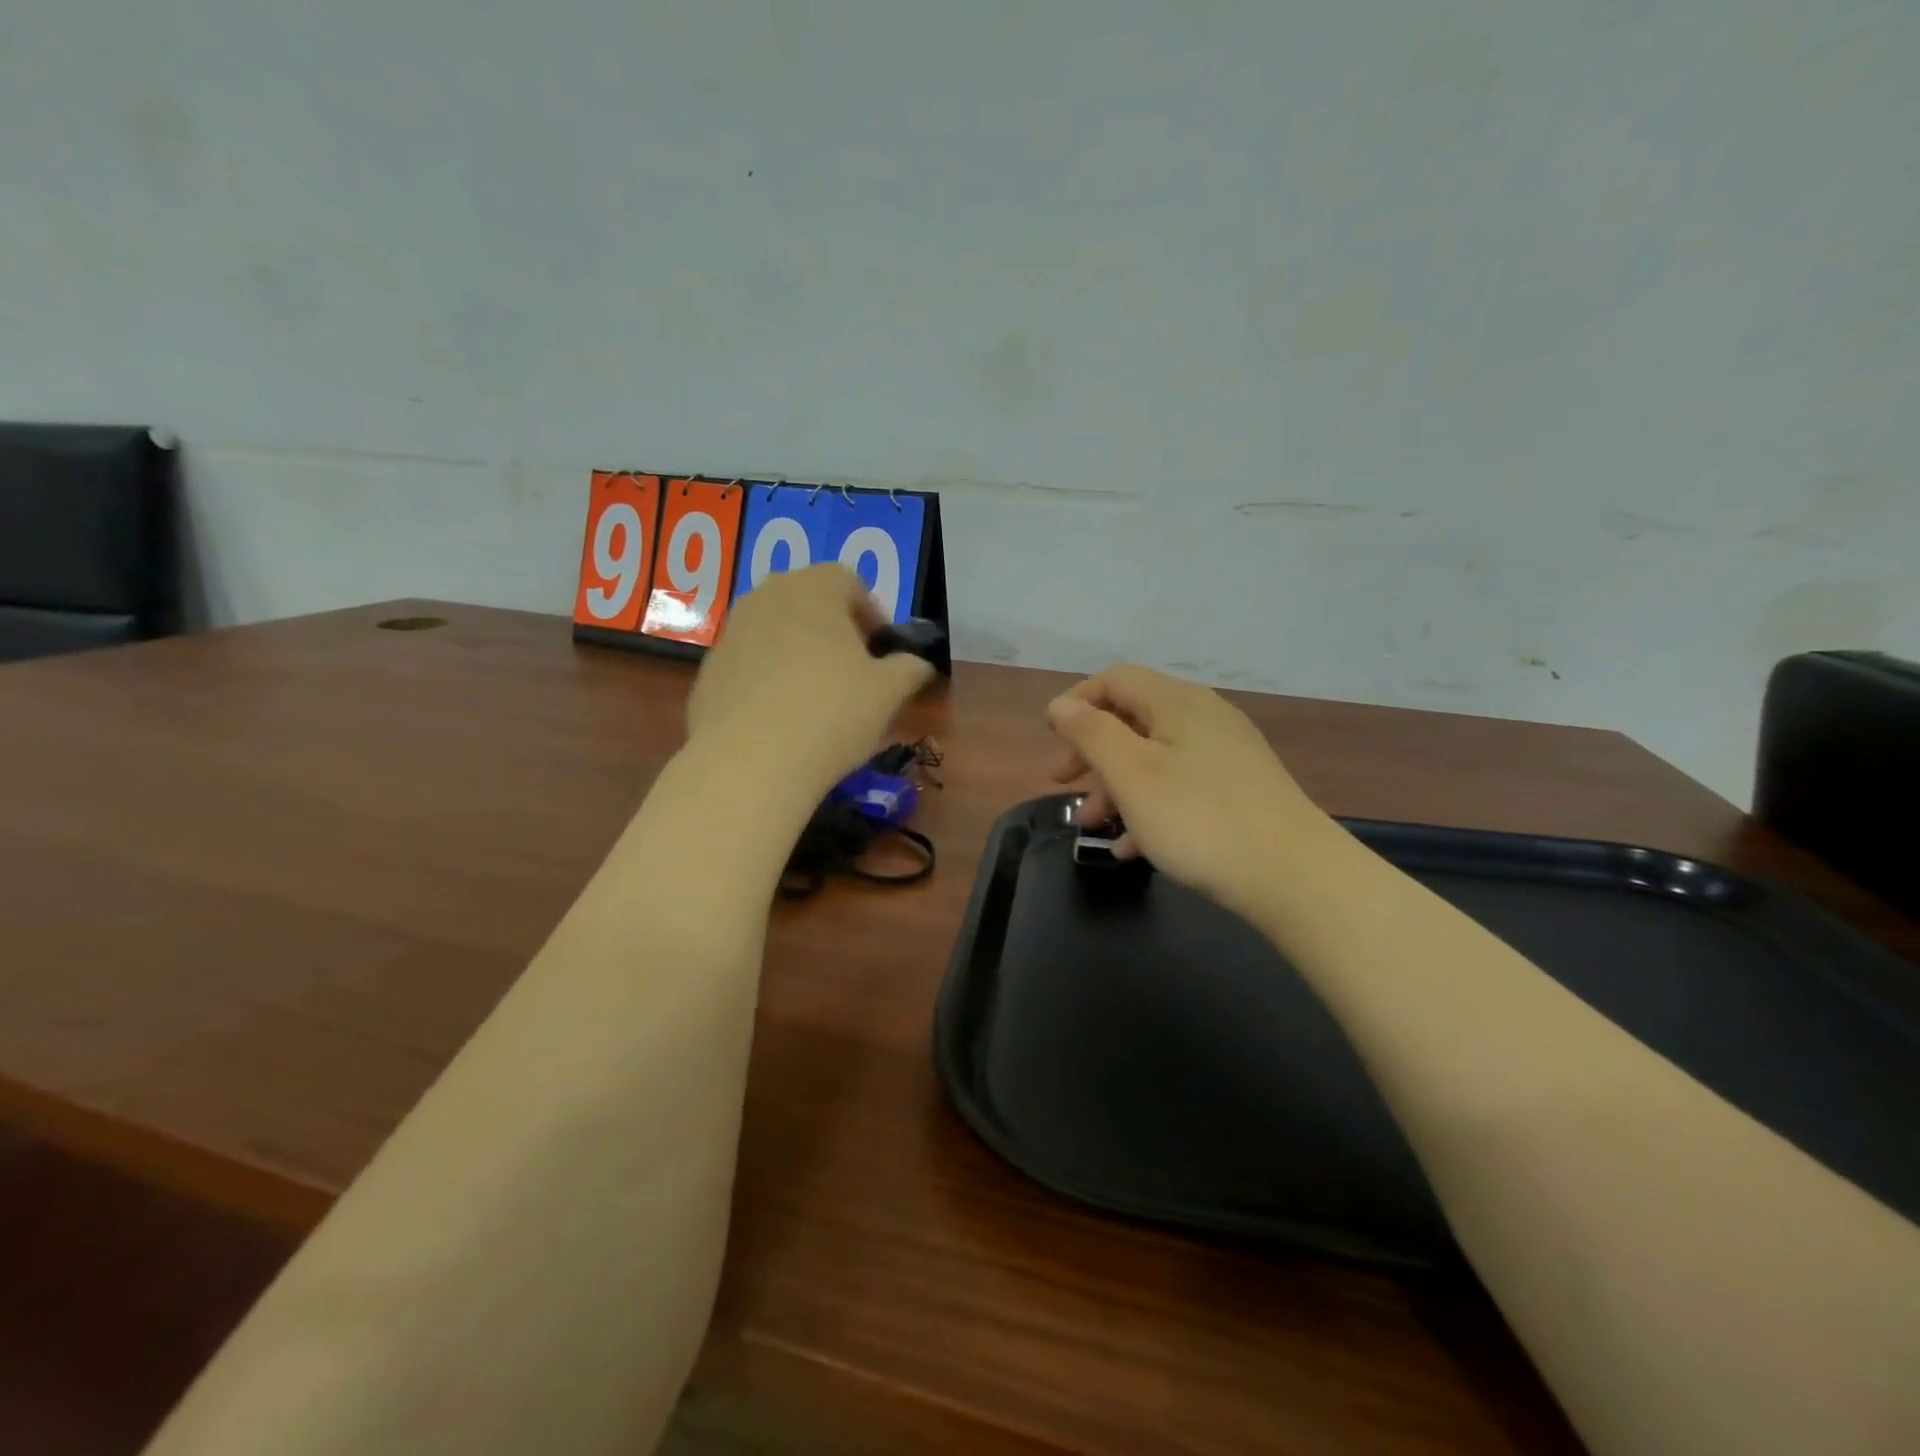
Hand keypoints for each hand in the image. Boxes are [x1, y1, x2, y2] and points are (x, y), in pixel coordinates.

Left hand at [686, 565, 933, 797]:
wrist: (749, 762)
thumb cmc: (832, 713)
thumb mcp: (888, 693)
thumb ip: (909, 669)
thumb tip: (917, 664)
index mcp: (813, 588)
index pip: (848, 580)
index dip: (871, 612)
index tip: (882, 649)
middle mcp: (766, 597)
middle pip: (808, 600)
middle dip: (833, 629)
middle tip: (853, 669)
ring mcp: (731, 632)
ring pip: (775, 631)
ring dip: (799, 652)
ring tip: (817, 696)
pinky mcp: (709, 670)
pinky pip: (749, 664)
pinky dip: (768, 679)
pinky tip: (781, 719)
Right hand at [1047, 666, 1330, 924]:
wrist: (1294, 876)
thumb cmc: (1198, 818)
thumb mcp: (1131, 774)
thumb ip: (1091, 733)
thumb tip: (1061, 705)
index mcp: (1178, 703)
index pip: (1116, 680)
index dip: (1077, 702)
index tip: (1049, 736)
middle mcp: (1205, 718)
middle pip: (1133, 719)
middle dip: (1092, 751)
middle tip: (1063, 783)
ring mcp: (1227, 756)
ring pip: (1155, 759)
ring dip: (1116, 787)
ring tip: (1094, 826)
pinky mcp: (1240, 791)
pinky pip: (1181, 787)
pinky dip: (1150, 808)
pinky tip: (1132, 848)